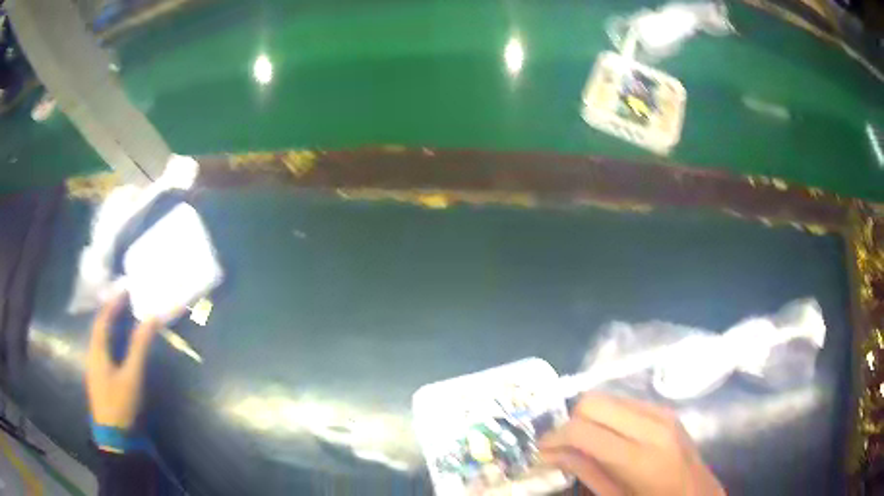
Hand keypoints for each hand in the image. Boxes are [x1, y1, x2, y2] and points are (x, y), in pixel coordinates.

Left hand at [86, 293, 159, 429]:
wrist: (114, 438)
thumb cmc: (121, 404)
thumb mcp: (132, 376)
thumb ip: (139, 347)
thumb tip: (151, 318)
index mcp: (97, 350)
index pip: (103, 318)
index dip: (113, 302)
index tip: (126, 288)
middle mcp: (92, 354)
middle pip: (99, 326)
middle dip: (111, 310)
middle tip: (126, 299)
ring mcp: (94, 367)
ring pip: (100, 338)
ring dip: (110, 324)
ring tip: (123, 314)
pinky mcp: (99, 377)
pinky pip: (103, 349)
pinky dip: (111, 338)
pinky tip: (118, 342)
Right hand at [539, 393, 724, 495]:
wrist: (698, 494)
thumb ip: (585, 471)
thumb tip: (549, 453)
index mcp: (640, 457)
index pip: (584, 430)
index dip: (555, 438)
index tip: (542, 451)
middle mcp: (652, 425)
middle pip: (594, 401)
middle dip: (569, 422)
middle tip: (561, 447)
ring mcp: (662, 413)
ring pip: (608, 396)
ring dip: (588, 417)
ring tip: (582, 442)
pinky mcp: (666, 409)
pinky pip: (625, 401)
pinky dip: (607, 416)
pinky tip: (607, 437)